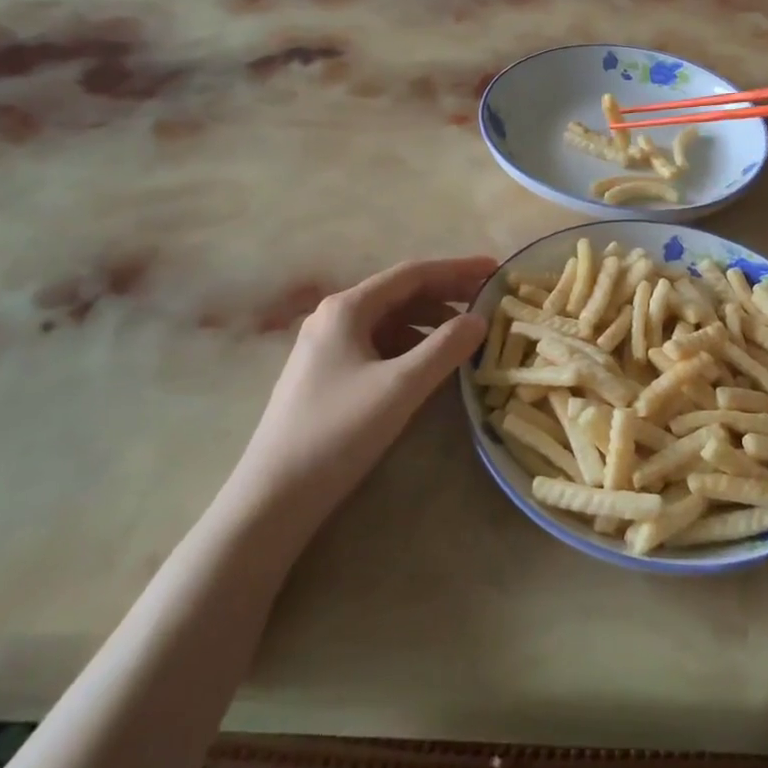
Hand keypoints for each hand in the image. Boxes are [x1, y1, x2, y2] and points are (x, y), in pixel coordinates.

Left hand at [227, 256, 496, 528]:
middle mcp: (334, 317)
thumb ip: (445, 348)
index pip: (412, 274)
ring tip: (465, 338)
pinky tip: (428, 366)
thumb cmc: (337, 433)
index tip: (495, 270)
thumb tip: (479, 319)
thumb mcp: (400, 387)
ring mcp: (326, 347)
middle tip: (488, 303)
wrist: (272, 498)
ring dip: (429, 324)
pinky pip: (378, 346)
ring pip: (389, 322)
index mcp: (347, 308)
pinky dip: (410, 348)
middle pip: (400, 294)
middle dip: (446, 296)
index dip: (457, 269)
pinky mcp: (326, 375)